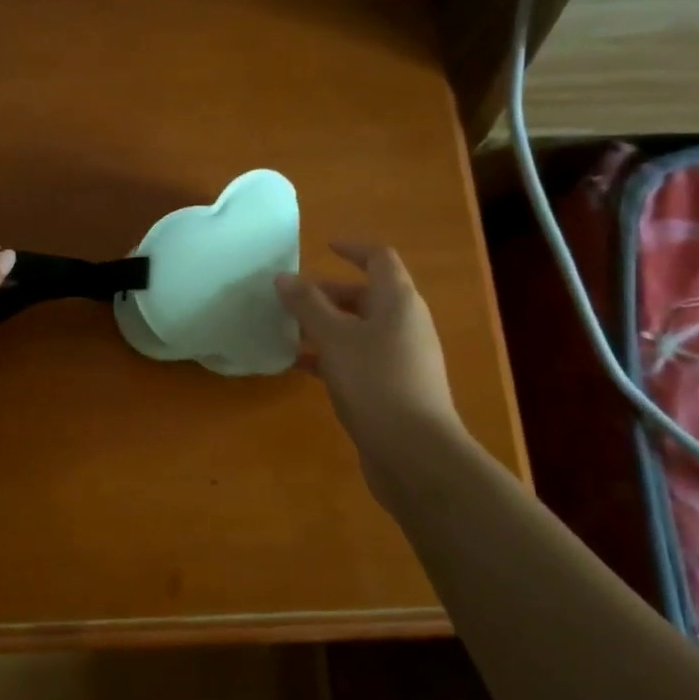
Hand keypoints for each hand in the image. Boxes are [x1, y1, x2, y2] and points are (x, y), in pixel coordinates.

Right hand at [276, 242, 461, 501]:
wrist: (414, 453)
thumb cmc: (375, 382)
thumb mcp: (334, 338)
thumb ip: (307, 305)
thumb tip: (284, 277)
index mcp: (398, 301)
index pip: (379, 259)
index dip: (353, 248)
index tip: (323, 247)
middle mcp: (405, 324)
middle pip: (366, 295)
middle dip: (328, 293)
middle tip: (291, 299)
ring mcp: (402, 357)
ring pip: (359, 329)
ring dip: (326, 326)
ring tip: (288, 332)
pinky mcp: (393, 387)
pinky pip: (359, 358)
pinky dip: (332, 356)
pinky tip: (301, 367)